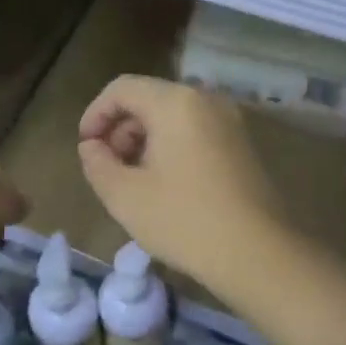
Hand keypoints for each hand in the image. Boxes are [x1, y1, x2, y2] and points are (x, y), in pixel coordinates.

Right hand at [78, 76, 290, 286]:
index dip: (95, 114)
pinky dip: (170, 146)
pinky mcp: (242, 144)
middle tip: (107, 167)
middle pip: (148, 99)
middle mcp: (205, 100)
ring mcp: (229, 121)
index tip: (85, 148)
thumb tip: (92, 147)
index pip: (121, 89)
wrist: (259, 255)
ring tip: (132, 179)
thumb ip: (97, 163)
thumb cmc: (184, 220)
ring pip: (172, 116)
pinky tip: (164, 184)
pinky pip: (195, 131)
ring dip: (144, 139)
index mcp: (175, 102)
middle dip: (120, 128)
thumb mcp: (124, 195)